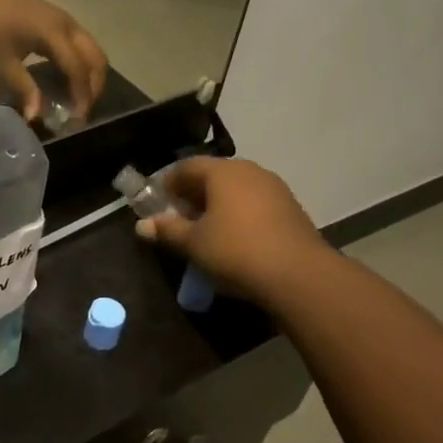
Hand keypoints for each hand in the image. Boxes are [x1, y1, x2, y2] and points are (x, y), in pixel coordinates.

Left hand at [0, 0, 106, 123]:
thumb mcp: (1, 62)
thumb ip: (24, 89)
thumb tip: (36, 117)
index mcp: (55, 34)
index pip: (78, 69)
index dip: (81, 96)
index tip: (76, 120)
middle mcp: (67, 25)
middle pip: (96, 58)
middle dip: (94, 87)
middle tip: (81, 113)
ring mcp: (64, 20)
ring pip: (91, 51)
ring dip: (89, 76)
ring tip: (76, 102)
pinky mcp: (57, 21)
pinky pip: (80, 46)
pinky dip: (80, 65)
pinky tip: (65, 83)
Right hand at [134, 156, 328, 302]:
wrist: (300, 276)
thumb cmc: (236, 251)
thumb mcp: (193, 243)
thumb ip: (167, 230)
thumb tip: (142, 225)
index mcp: (222, 171)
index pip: (186, 166)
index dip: (167, 183)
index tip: (157, 203)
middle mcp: (249, 171)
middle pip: (212, 175)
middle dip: (192, 194)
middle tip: (178, 217)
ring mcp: (274, 188)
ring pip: (235, 189)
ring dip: (216, 204)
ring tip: (205, 230)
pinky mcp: (290, 207)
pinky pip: (254, 202)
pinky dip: (238, 213)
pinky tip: (234, 237)